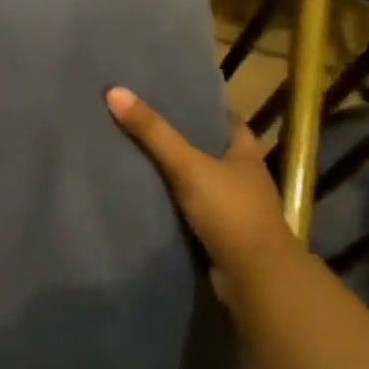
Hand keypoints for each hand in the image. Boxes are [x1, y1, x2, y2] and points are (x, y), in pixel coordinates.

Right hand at [105, 87, 303, 299]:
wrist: (254, 277)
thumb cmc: (229, 211)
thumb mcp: (188, 165)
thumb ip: (153, 132)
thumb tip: (114, 91)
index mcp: (245, 154)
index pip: (226, 120)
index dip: (203, 107)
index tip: (172, 96)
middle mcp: (242, 177)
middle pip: (209, 149)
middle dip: (182, 138)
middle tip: (142, 121)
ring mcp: (232, 208)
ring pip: (198, 180)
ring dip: (174, 172)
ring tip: (134, 154)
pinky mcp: (218, 234)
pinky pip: (189, 209)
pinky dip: (171, 202)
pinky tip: (145, 194)